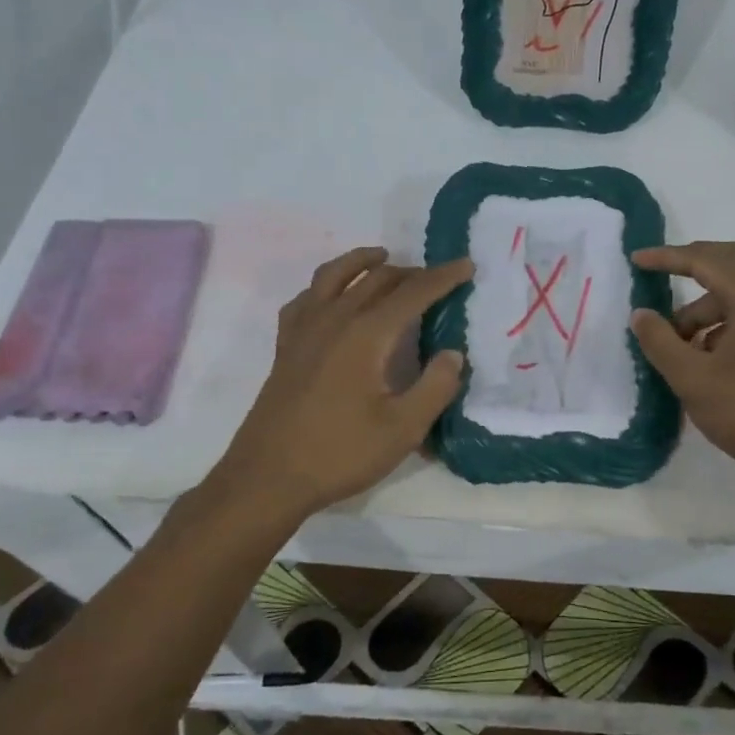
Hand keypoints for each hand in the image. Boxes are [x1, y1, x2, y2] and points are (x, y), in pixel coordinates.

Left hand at [210, 246, 471, 519]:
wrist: (268, 477)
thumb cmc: (339, 453)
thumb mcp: (402, 429)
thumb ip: (435, 387)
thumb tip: (452, 353)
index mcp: (366, 334)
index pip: (412, 293)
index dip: (443, 277)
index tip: (467, 265)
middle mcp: (334, 319)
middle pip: (376, 279)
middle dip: (411, 272)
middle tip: (437, 277)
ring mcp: (304, 330)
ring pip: (334, 276)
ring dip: (362, 262)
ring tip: (382, 257)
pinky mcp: (285, 346)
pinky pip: (305, 299)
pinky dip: (325, 287)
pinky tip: (331, 297)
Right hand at [630, 241, 734, 491]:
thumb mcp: (692, 378)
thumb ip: (660, 340)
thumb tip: (641, 314)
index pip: (706, 260)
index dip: (668, 257)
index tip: (636, 260)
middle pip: (732, 260)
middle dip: (693, 265)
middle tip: (658, 276)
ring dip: (706, 303)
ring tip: (677, 341)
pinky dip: (726, 318)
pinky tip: (705, 354)